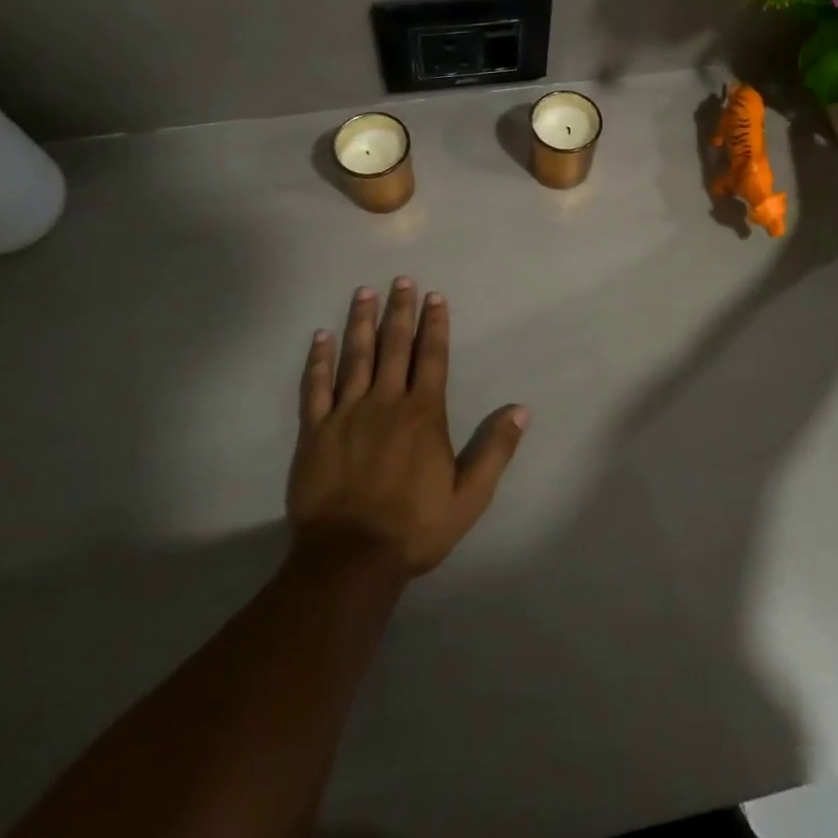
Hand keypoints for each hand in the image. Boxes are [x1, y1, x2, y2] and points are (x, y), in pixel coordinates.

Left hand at [288, 279, 529, 577]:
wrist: (351, 557)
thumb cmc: (415, 526)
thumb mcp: (470, 496)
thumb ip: (495, 450)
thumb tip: (521, 410)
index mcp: (423, 413)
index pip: (432, 356)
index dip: (435, 324)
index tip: (435, 296)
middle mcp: (386, 401)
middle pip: (394, 346)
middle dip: (400, 310)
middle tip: (400, 280)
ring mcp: (347, 413)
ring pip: (356, 356)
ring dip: (361, 322)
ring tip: (364, 292)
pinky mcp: (316, 430)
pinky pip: (316, 387)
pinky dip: (318, 360)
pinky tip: (320, 337)